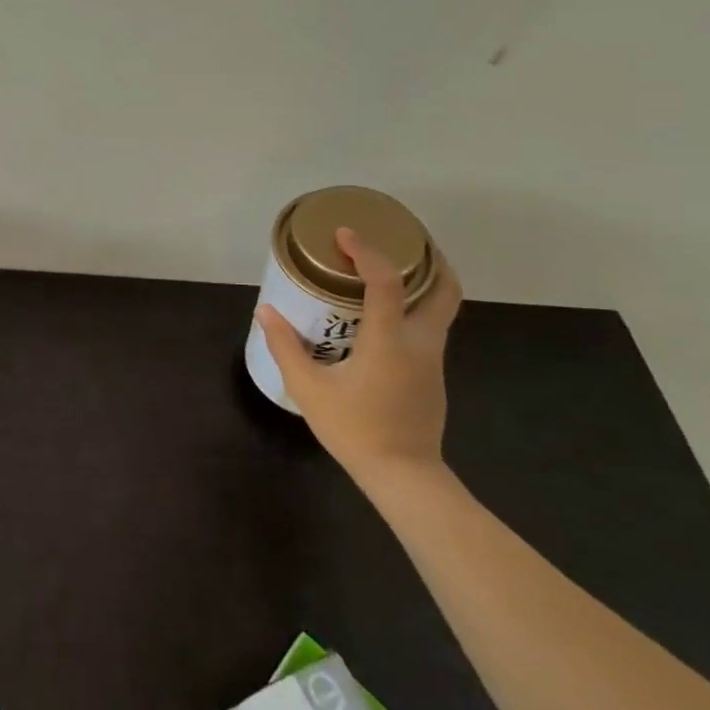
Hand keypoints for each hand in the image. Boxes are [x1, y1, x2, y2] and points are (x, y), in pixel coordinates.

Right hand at [256, 226, 462, 483]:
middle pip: (445, 289)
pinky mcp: (433, 375)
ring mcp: (433, 360)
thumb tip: (265, 312)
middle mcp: (421, 343)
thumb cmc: (354, 429)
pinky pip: (431, 328)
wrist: (403, 475)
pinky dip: (415, 308)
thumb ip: (286, 346)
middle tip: (400, 240)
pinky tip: (385, 315)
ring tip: (389, 270)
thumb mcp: (308, 388)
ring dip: (424, 282)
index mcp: (390, 341)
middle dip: (429, 259)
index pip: (387, 282)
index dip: (367, 252)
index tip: (346, 234)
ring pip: (442, 308)